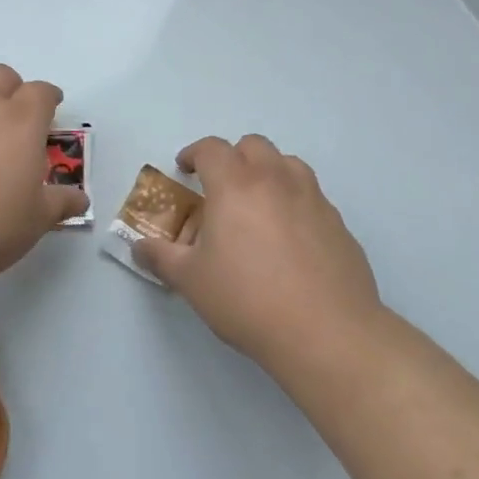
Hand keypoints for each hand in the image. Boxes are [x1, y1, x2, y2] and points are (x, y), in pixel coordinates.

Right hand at [134, 135, 383, 375]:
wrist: (326, 333)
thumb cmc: (247, 300)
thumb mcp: (190, 281)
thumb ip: (161, 257)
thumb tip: (140, 247)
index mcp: (235, 185)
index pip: (212, 149)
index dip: (194, 153)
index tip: (185, 169)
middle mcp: (276, 181)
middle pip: (254, 146)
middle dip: (233, 157)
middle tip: (220, 187)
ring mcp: (313, 200)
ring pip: (288, 164)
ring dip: (268, 172)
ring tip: (257, 204)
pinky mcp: (338, 224)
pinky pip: (311, 197)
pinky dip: (294, 201)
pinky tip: (289, 239)